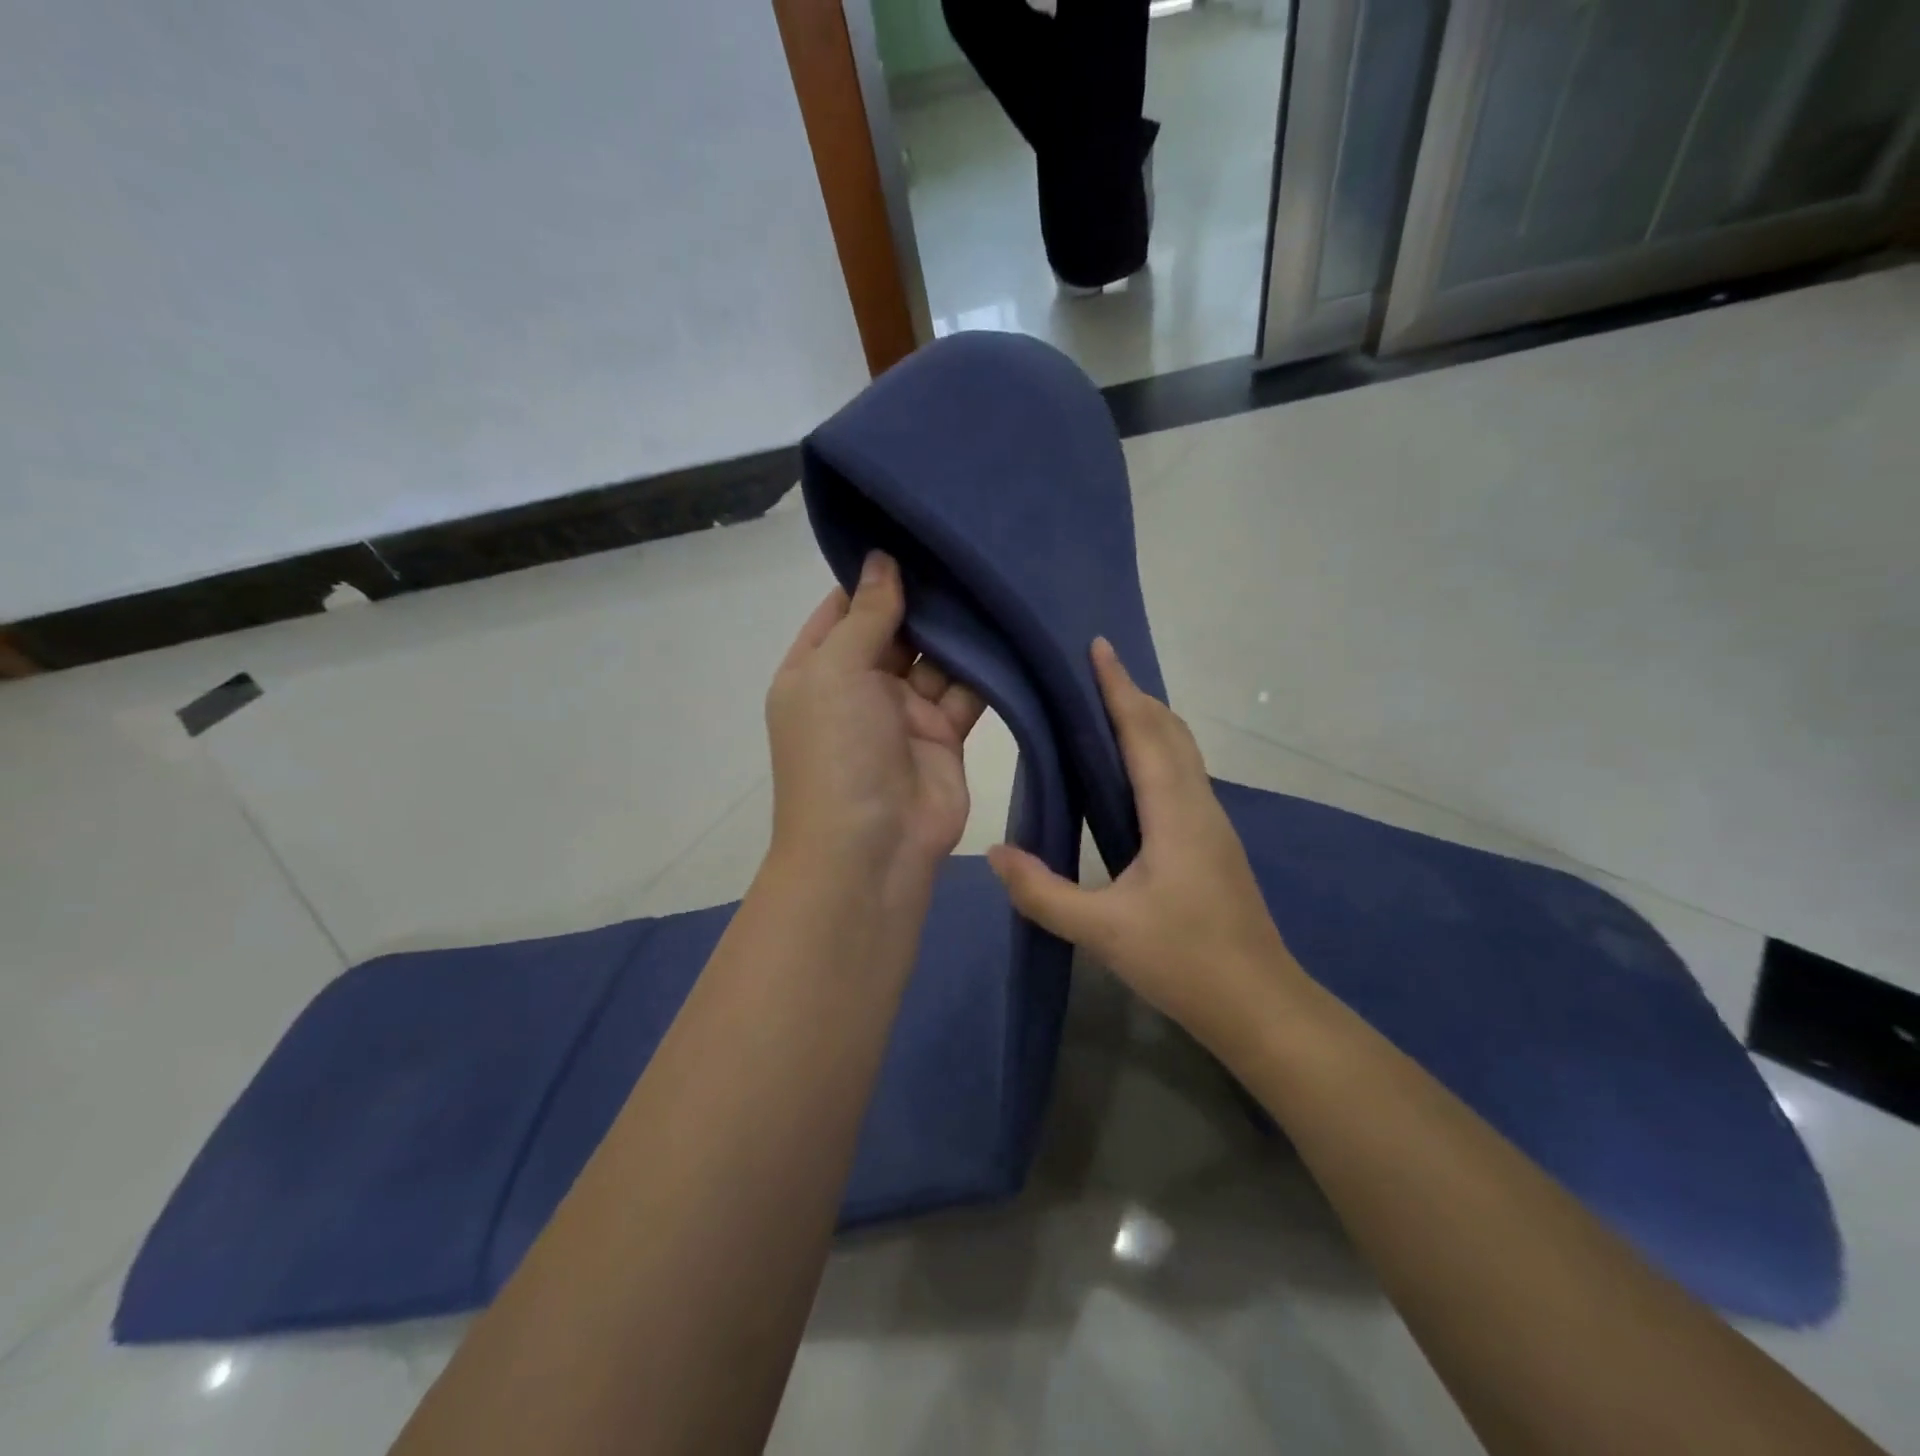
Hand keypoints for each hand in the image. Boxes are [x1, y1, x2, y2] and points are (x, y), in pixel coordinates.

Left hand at [766, 552, 985, 892]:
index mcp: (817, 671)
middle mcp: (859, 689)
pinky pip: (966, 691)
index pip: (843, 610)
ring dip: (956, 630)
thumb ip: (866, 615)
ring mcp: (903, 714)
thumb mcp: (836, 671)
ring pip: (935, 659)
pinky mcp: (945, 736)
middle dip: (922, 598)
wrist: (872, 849)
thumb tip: (881, 560)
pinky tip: (1006, 628)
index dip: (871, 576)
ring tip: (990, 578)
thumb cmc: (837, 751)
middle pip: (894, 630)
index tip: (909, 534)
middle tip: (963, 548)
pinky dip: (983, 667)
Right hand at [986, 639, 1307, 1056]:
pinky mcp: (1212, 843)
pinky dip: (1156, 751)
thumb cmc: (1184, 961)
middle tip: (1092, 673)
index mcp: (1175, 812)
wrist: (1260, 1005)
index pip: (1144, 731)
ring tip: (1105, 710)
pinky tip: (1130, 773)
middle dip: (1134, 694)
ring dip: (1148, 721)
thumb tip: (995, 853)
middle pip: (1170, 730)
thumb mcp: (1102, 931)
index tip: (1099, 646)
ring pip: (1181, 751)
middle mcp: (1199, 804)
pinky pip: (1181, 776)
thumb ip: (1043, 893)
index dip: (1119, 687)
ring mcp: (1212, 823)